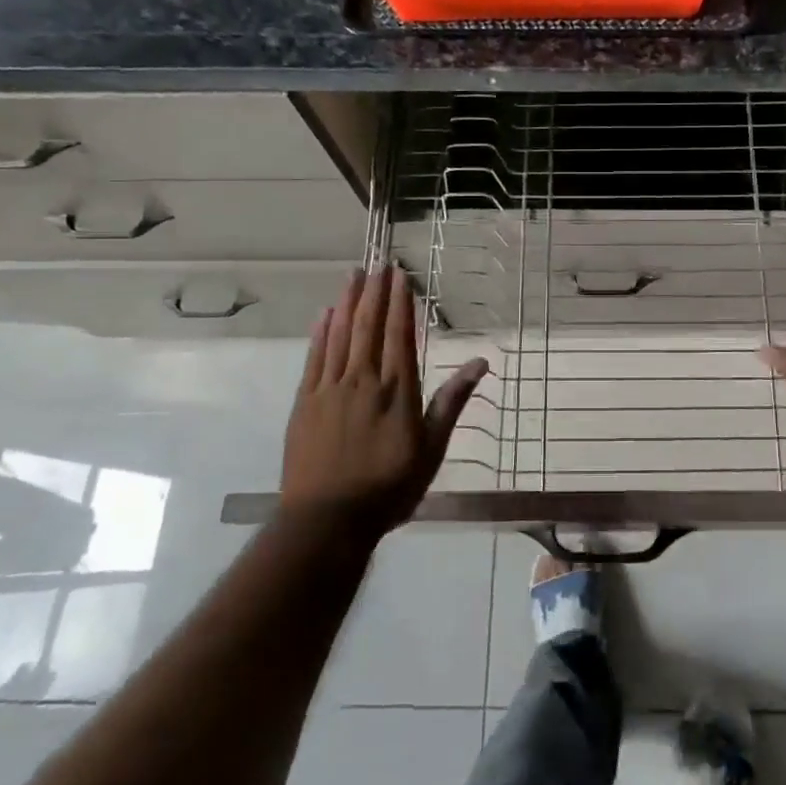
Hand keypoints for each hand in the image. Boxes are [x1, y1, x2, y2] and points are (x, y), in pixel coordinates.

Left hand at [279, 266, 487, 537]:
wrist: (327, 521)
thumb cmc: (389, 488)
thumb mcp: (432, 449)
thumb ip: (452, 402)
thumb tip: (480, 363)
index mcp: (398, 390)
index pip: (400, 334)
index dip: (400, 302)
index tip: (400, 275)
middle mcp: (364, 380)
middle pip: (369, 326)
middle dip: (375, 292)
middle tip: (378, 263)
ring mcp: (330, 389)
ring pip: (340, 335)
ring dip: (347, 302)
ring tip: (354, 275)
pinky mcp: (305, 402)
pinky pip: (314, 357)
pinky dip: (321, 332)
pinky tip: (324, 313)